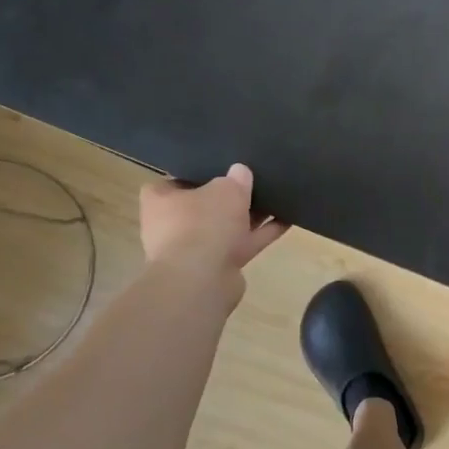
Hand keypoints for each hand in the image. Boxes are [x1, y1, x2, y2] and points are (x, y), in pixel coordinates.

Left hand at [139, 165, 288, 285]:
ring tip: (278, 197)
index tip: (220, 168)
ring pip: (226, 226)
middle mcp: (173, 225)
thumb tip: (240, 171)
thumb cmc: (203, 223)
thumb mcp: (225, 189)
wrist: (202, 280)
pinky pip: (243, 243)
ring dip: (250, 215)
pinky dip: (263, 233)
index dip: (198, 174)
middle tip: (254, 180)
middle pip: (205, 205)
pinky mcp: (217, 266)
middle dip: (229, 197)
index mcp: (161, 201)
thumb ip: (235, 179)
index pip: (175, 181)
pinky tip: (287, 219)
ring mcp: (195, 248)